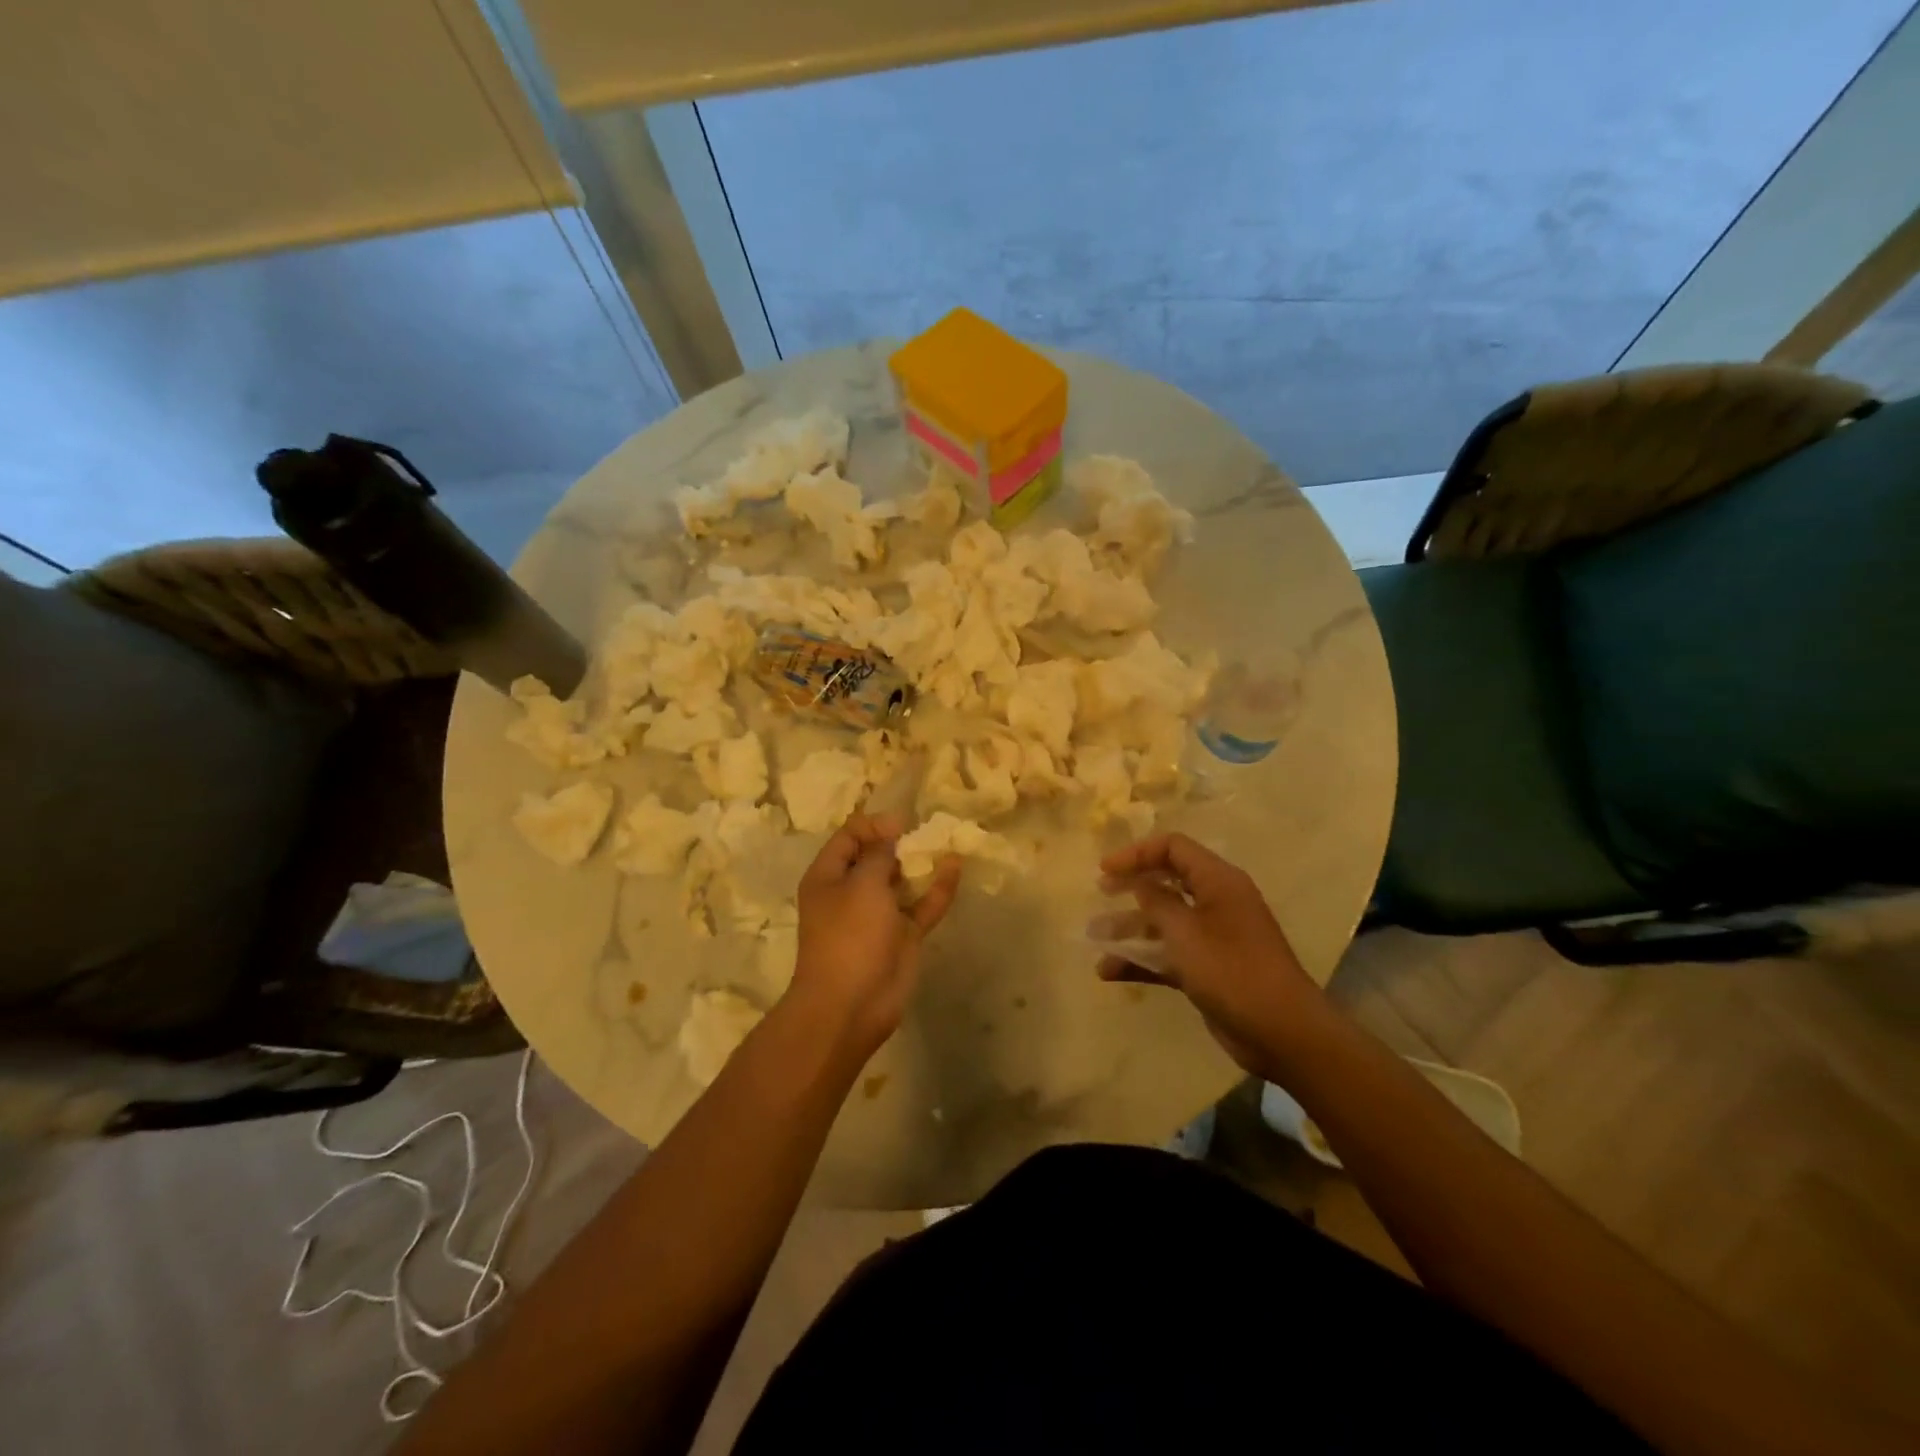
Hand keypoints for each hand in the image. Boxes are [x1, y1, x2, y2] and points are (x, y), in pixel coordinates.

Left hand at [790, 812, 960, 1058]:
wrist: (851, 1005)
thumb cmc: (849, 935)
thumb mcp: (862, 884)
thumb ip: (879, 854)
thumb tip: (890, 829)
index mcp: (828, 877)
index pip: (849, 837)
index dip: (874, 824)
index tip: (903, 823)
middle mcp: (851, 892)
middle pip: (876, 857)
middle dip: (900, 841)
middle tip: (927, 829)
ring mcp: (878, 916)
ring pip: (902, 881)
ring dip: (920, 863)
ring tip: (945, 840)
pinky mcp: (902, 936)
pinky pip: (922, 906)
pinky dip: (938, 888)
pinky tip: (955, 866)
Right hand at [1095, 833, 1329, 1079]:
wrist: (1282, 1032)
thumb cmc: (1231, 971)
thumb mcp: (1185, 931)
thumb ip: (1156, 902)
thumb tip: (1140, 882)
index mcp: (1218, 881)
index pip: (1173, 848)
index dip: (1136, 853)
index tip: (1104, 871)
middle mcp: (1216, 902)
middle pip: (1167, 881)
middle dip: (1131, 887)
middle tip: (1100, 893)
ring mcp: (1213, 937)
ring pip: (1164, 921)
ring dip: (1130, 927)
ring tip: (1094, 938)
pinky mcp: (1208, 968)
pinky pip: (1168, 954)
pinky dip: (1142, 959)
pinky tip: (1110, 972)